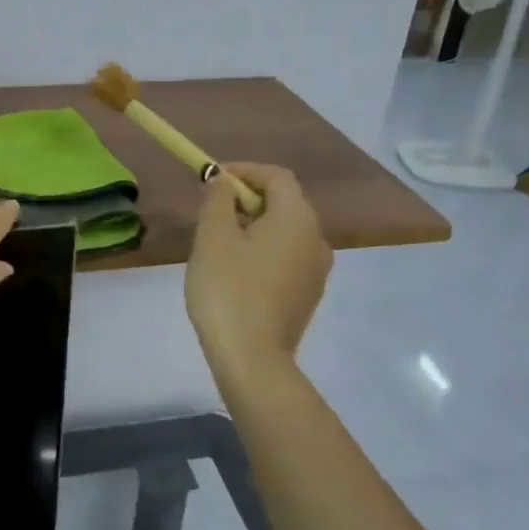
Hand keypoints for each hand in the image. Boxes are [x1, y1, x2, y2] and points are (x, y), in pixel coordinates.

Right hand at [185, 164, 331, 375]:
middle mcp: (317, 238)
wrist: (252, 358)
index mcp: (297, 218)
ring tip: (219, 242)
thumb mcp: (213, 237)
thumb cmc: (228, 289)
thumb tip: (223, 182)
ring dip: (255, 226)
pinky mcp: (308, 295)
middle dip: (247, 199)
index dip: (244, 171)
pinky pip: (286, 257)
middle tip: (211, 211)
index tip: (212, 179)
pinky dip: (263, 251)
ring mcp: (316, 270)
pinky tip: (236, 271)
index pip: (277, 176)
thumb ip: (217, 200)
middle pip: (284, 202)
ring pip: (285, 232)